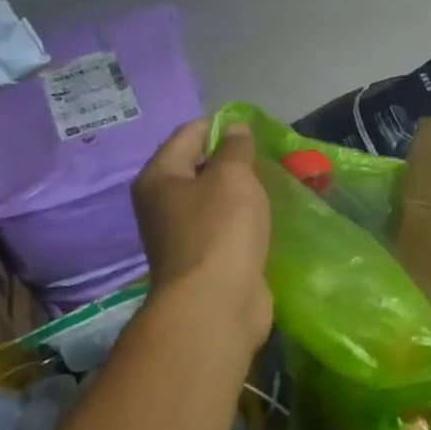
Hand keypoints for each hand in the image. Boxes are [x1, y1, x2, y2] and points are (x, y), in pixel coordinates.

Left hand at [132, 120, 272, 352]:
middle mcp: (162, 205)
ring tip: (271, 187)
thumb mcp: (233, 177)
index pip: (188, 135)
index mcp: (159, 178)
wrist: (217, 304)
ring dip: (239, 194)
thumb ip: (235, 148)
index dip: (220, 126)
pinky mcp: (203, 261)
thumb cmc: (221, 231)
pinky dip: (242, 222)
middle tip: (267, 159)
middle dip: (232, 161)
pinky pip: (224, 229)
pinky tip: (264, 221)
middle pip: (198, 169)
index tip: (254, 128)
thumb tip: (234, 127)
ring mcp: (181, 236)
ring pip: (213, 201)